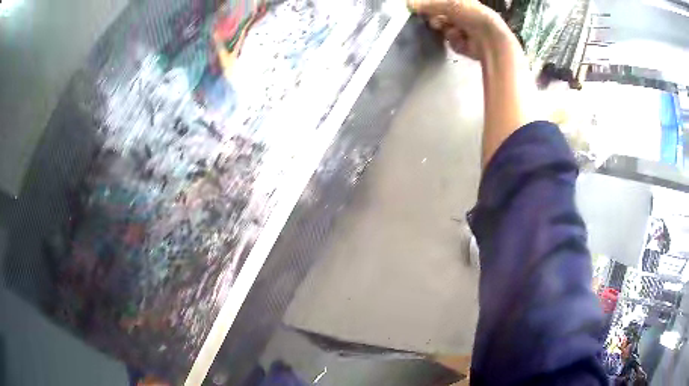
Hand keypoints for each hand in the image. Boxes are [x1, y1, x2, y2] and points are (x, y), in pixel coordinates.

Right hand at [408, 0, 506, 60]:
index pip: (440, 4)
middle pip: (441, 17)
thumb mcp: (448, 4)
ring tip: (455, 32)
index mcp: (463, 3)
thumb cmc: (473, 16)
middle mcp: (464, 16)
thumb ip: (427, 4)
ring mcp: (465, 31)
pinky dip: (455, 42)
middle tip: (437, 22)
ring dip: (447, 31)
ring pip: (445, 30)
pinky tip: (463, 41)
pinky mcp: (466, 46)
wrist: (491, 39)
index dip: (431, 6)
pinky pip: (452, 43)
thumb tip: (408, 4)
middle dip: (437, 19)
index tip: (421, 9)